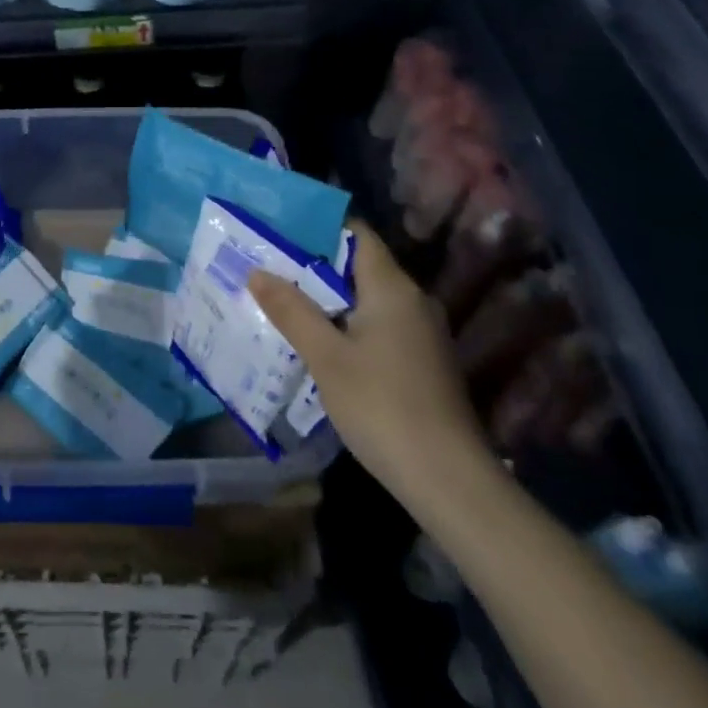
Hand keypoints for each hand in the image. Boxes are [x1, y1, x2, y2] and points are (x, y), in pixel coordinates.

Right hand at [250, 225, 488, 503]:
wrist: (450, 482)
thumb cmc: (383, 406)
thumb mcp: (326, 357)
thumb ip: (291, 310)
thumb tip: (257, 271)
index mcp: (393, 288)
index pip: (357, 234)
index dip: (319, 226)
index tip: (279, 228)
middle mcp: (413, 301)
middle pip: (359, 266)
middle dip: (314, 264)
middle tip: (268, 265)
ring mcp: (421, 333)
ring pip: (367, 299)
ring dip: (328, 298)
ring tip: (282, 299)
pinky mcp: (422, 362)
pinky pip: (377, 326)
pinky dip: (346, 324)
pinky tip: (317, 341)